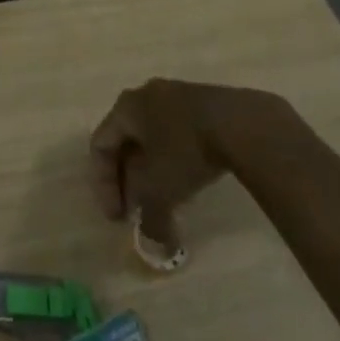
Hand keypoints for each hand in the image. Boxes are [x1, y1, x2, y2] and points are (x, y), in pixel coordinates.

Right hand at [89, 78, 287, 244]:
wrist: (239, 123)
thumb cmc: (186, 150)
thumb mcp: (161, 191)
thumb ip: (149, 220)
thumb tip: (153, 245)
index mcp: (126, 107)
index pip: (100, 145)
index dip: (104, 185)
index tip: (119, 218)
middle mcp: (145, 95)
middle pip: (125, 141)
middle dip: (129, 180)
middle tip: (138, 211)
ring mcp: (175, 95)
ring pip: (152, 137)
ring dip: (152, 171)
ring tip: (164, 200)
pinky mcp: (200, 102)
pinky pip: (175, 132)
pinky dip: (173, 159)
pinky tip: (188, 181)